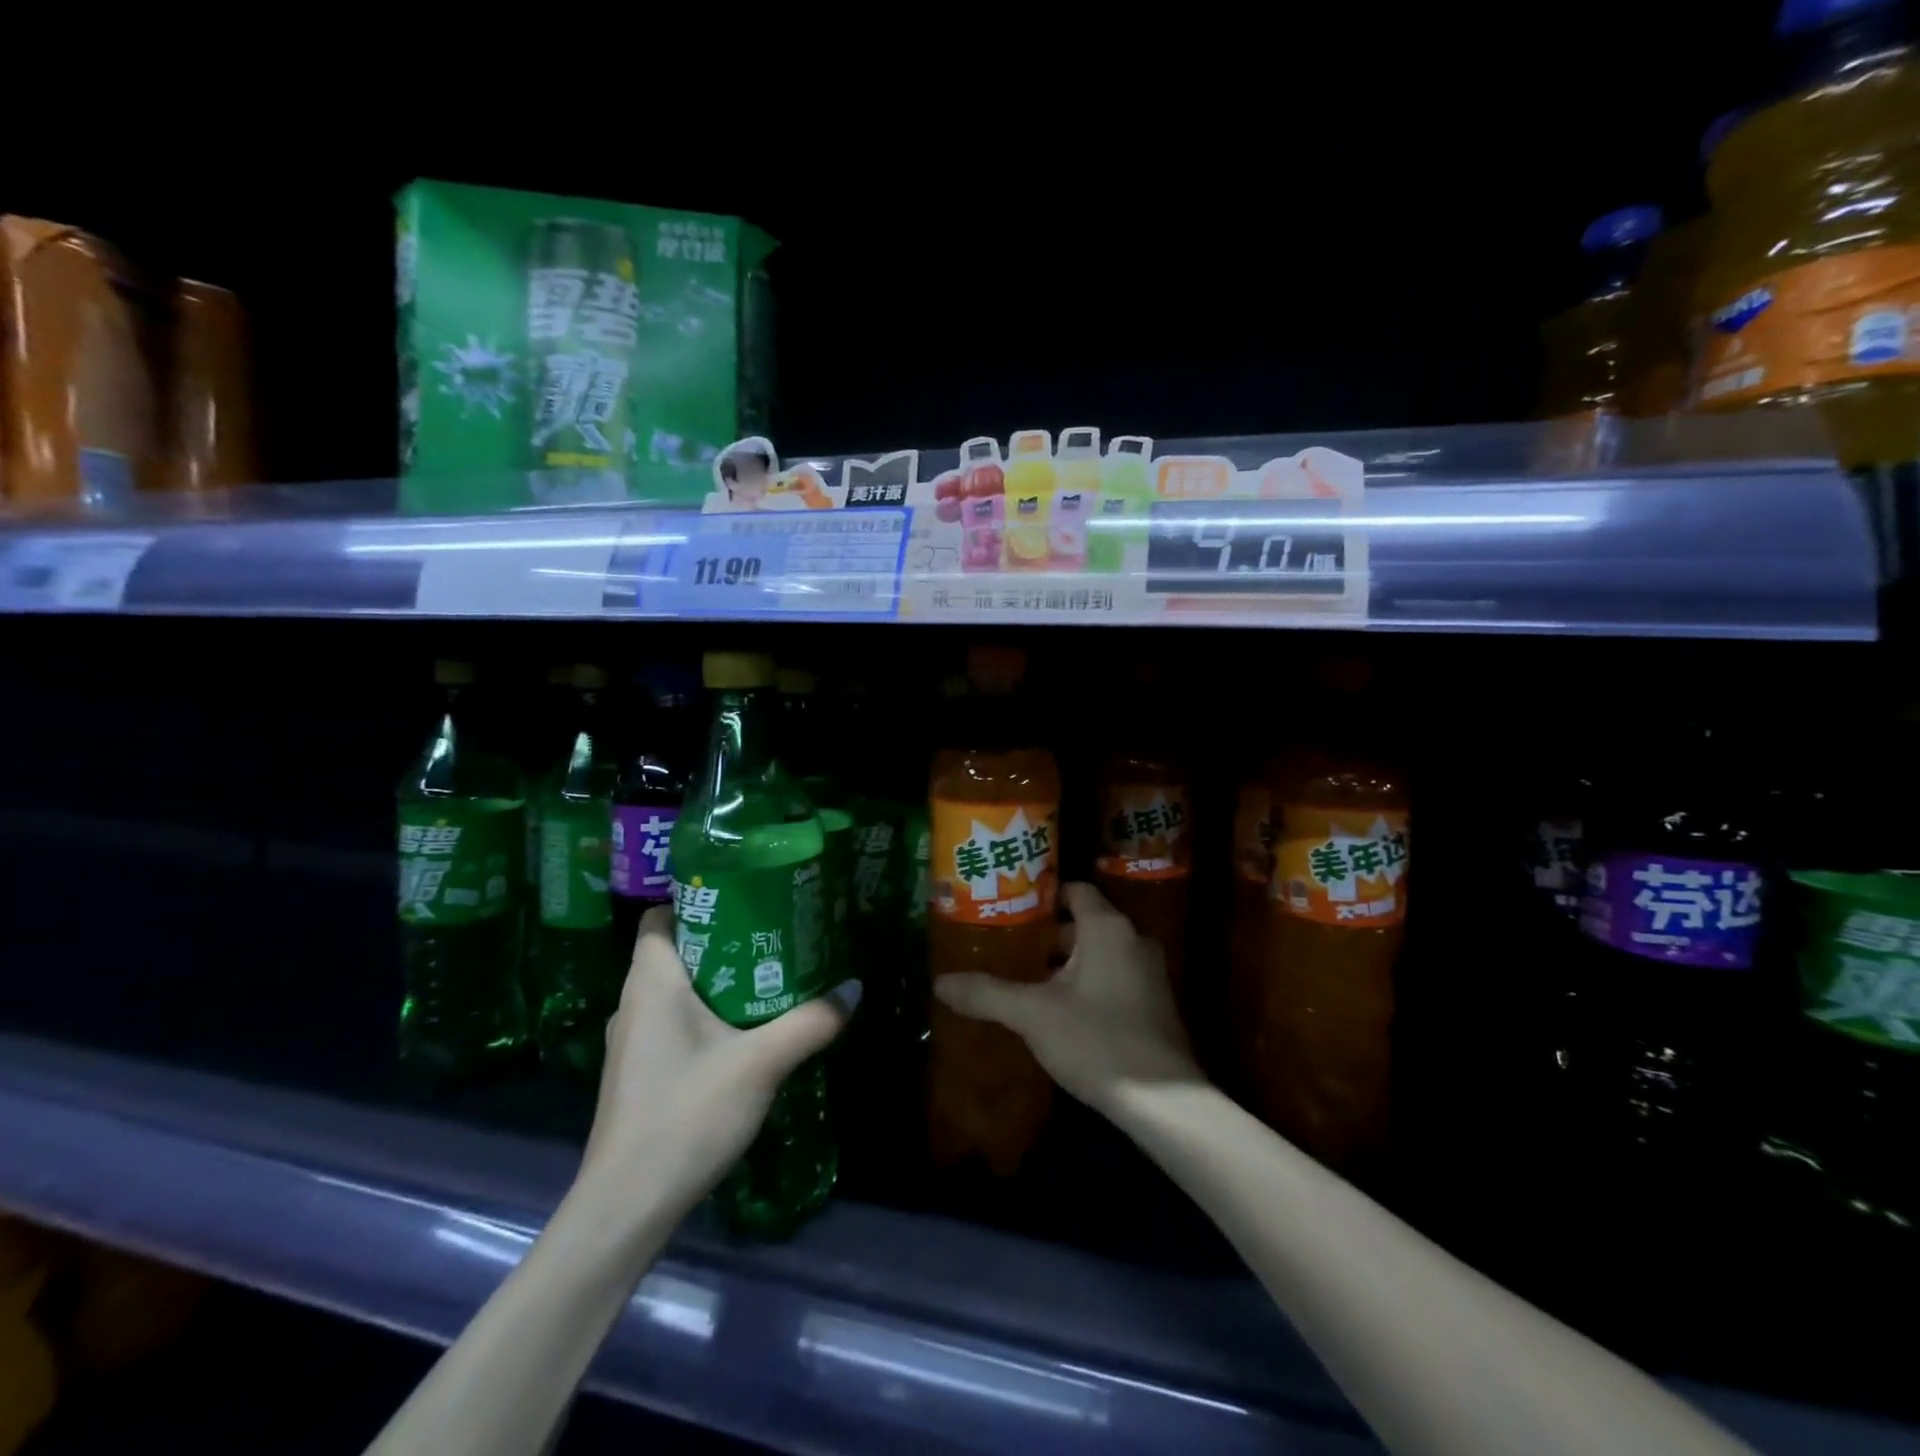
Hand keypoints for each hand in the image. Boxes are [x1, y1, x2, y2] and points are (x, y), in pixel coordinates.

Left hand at [577, 905, 859, 1218]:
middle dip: (723, 938)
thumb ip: (811, 1022)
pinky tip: (744, 1030)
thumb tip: (854, 987)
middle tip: (774, 932)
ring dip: (717, 978)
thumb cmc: (686, 1114)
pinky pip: (674, 1021)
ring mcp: (632, 1041)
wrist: (627, 1207)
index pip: (660, 916)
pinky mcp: (639, 1072)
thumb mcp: (761, 1064)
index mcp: (651, 982)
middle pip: (676, 949)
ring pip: (676, 989)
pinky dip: (706, 1013)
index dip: (697, 900)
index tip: (744, 896)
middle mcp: (634, 1003)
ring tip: (769, 974)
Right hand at [932, 882, 1203, 1118]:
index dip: (1041, 895)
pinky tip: (1058, 1011)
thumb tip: (940, 982)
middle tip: (1006, 946)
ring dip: (1064, 963)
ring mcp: (1148, 973)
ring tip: (1024, 978)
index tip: (1008, 907)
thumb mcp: (1033, 1015)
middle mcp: (1133, 940)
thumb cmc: (1097, 1040)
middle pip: (1083, 923)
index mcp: (1108, 928)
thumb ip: (987, 993)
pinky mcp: (1154, 1004)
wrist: (1164, 1103)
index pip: (1074, 890)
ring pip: (1098, 954)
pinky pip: (1112, 977)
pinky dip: (1085, 984)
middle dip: (1045, 935)